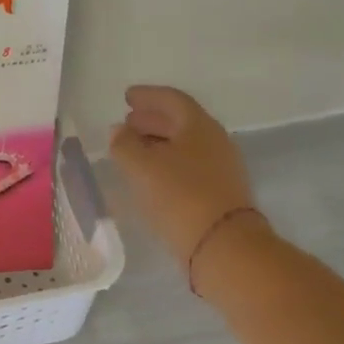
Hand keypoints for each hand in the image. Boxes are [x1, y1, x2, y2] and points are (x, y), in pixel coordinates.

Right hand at [109, 85, 268, 270]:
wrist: (224, 247)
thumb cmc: (180, 197)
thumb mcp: (142, 167)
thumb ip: (124, 144)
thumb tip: (119, 130)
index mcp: (199, 125)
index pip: (172, 99)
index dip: (148, 96)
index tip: (127, 97)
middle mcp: (215, 141)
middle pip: (180, 122)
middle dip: (152, 120)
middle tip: (127, 122)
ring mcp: (221, 169)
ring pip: (184, 146)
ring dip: (158, 143)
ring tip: (134, 150)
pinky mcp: (220, 194)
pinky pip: (188, 167)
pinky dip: (167, 164)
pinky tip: (151, 177)